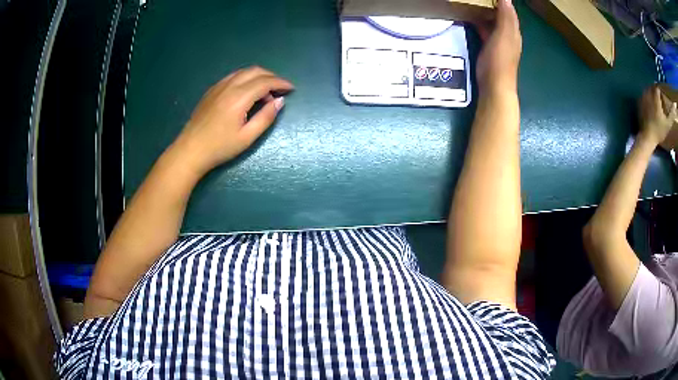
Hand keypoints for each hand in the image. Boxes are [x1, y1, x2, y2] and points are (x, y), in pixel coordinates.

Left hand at [173, 66, 293, 174]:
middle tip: (280, 89)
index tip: (291, 89)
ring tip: (265, 93)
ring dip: (258, 77)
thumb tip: (280, 101)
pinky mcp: (211, 90)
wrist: (190, 150)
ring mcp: (218, 86)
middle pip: (255, 71)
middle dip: (271, 76)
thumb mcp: (247, 137)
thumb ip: (266, 117)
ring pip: (243, 72)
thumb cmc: (220, 147)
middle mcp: (229, 86)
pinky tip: (247, 93)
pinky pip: (233, 76)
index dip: (281, 83)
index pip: (265, 81)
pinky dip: (245, 79)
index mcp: (239, 97)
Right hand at [474, 0, 521, 94]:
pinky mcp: (490, 50)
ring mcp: (500, 44)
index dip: (504, 3)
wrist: (494, 87)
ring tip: (476, 5)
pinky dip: (482, 24)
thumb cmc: (499, 60)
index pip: (510, 12)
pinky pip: (487, 32)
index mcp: (513, 32)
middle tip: (482, 0)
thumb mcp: (503, 36)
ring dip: (487, 15)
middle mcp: (509, 37)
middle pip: (503, 18)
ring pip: (495, 24)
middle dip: (495, 7)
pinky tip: (474, 21)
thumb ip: (505, 17)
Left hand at [639, 85, 676, 145]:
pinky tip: (650, 105)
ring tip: (655, 101)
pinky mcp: (639, 102)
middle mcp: (648, 94)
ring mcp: (642, 98)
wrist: (647, 137)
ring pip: (647, 90)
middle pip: (652, 87)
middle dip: (655, 91)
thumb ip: (671, 114)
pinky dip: (647, 97)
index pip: (657, 87)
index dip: (660, 90)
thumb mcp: (668, 123)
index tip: (662, 96)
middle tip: (659, 98)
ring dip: (651, 93)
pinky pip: (643, 95)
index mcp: (655, 98)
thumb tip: (674, 106)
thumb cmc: (659, 131)